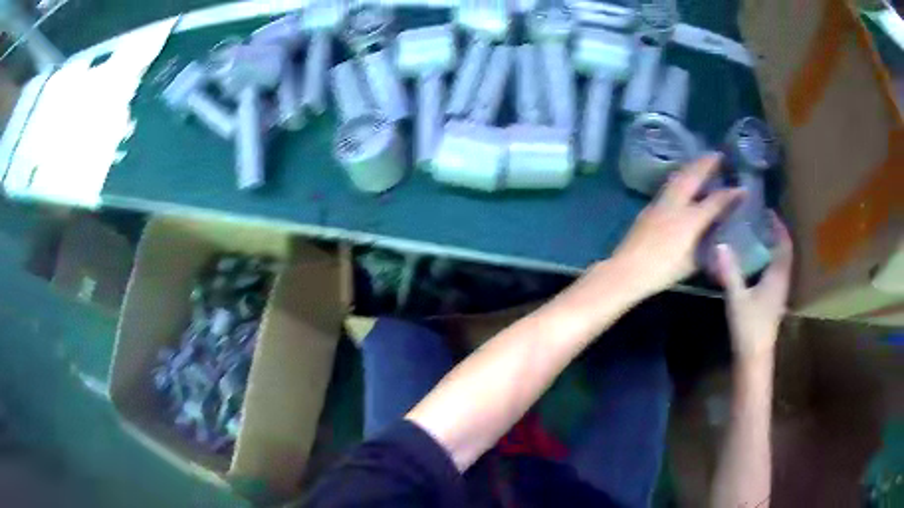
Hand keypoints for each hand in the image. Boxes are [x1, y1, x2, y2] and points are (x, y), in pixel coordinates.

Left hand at [612, 154, 743, 298]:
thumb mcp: (692, 262)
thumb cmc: (663, 271)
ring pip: (678, 177)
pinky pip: (669, 185)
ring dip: (692, 167)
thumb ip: (706, 245)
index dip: (731, 194)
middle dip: (707, 163)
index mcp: (691, 219)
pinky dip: (680, 178)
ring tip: (701, 162)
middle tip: (718, 155)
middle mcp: (676, 204)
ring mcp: (660, 202)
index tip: (742, 188)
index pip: (715, 201)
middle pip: (693, 176)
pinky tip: (683, 181)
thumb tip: (716, 235)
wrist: (628, 269)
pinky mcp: (650, 207)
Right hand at [716, 212, 792, 363]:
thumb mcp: (737, 299)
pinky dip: (769, 260)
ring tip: (757, 235)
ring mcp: (778, 292)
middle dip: (776, 234)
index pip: (784, 245)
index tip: (768, 211)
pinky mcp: (772, 301)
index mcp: (777, 277)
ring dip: (773, 247)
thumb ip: (730, 272)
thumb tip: (720, 245)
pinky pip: (775, 272)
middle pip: (784, 252)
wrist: (754, 357)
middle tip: (760, 220)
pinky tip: (756, 262)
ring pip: (780, 262)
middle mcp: (782, 281)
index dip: (779, 227)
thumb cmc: (749, 327)